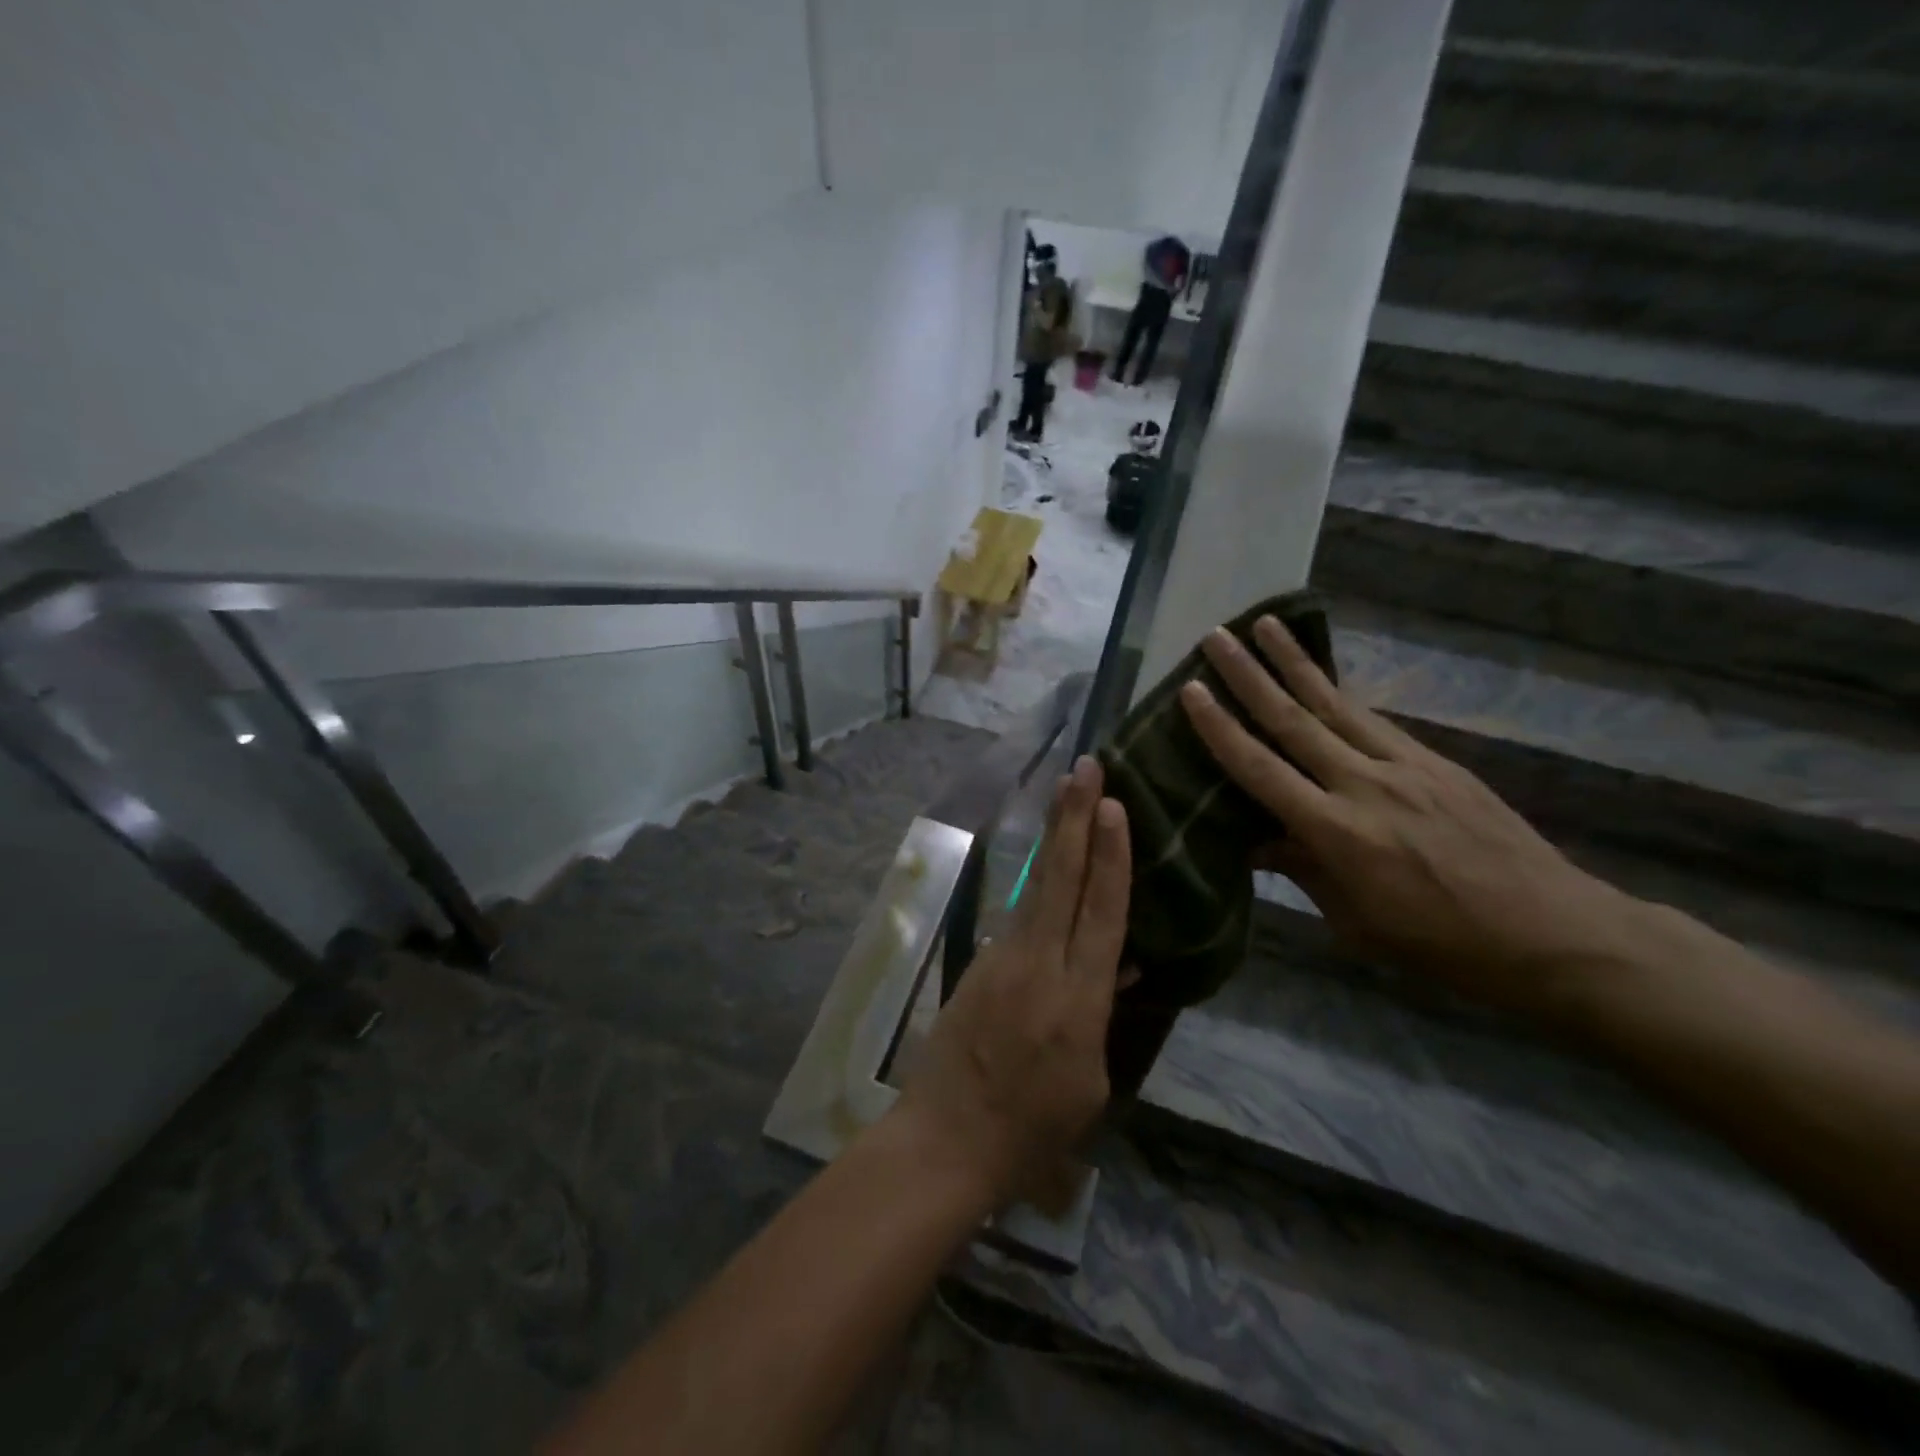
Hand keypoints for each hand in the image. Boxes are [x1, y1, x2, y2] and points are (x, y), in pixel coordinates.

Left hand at [892, 756, 1130, 1210]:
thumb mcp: (1089, 1082)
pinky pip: (1018, 912)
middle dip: (1075, 817)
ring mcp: (1002, 958)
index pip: (1101, 913)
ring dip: (1054, 835)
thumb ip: (1102, 1012)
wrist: (946, 1139)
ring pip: (1036, 885)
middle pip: (1062, 878)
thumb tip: (1117, 961)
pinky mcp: (980, 961)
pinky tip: (1050, 856)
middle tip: (1086, 765)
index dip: (1110, 856)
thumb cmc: (1032, 1128)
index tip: (1115, 805)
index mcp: (1078, 1000)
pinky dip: (1038, 878)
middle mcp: (1039, 965)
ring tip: (1066, 791)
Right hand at [1180, 616, 1633, 1013]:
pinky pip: (1375, 720)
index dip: (1220, 728)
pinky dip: (1341, 694)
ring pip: (1336, 704)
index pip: (1261, 769)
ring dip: (1295, 662)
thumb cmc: (1438, 943)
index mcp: (1336, 832)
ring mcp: (1405, 766)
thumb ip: (1302, 868)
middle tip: (1216, 635)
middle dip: (1249, 674)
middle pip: (1294, 719)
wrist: (1550, 931)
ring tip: (1266, 624)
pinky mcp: (1436, 761)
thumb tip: (1255, 840)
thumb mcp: (1354, 920)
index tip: (1191, 690)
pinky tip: (1323, 678)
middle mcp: (1364, 785)